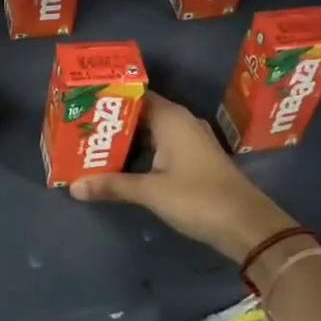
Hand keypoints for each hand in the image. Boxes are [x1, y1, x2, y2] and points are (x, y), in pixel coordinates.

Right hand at [69, 92, 299, 262]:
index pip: (134, 95)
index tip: (83, 104)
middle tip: (80, 129)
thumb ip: (112, 185)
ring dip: (126, 140)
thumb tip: (73, 186)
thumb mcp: (150, 192)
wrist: (246, 225)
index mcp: (171, 118)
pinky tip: (121, 165)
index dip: (109, 98)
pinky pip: (161, 147)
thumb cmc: (198, 198)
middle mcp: (181, 122)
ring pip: (151, 132)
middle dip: (112, 122)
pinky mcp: (194, 160)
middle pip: (140, 114)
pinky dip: (141, 153)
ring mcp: (190, 141)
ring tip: (93, 146)